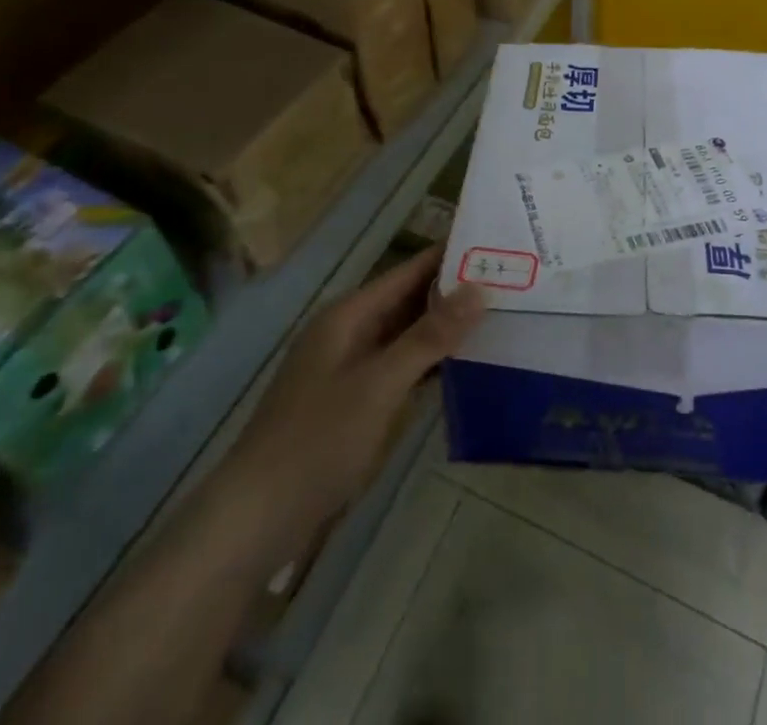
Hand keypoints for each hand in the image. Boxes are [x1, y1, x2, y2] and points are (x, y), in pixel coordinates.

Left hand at [224, 245, 485, 548]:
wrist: (255, 521)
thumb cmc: (317, 441)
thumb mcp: (379, 385)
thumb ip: (429, 336)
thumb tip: (480, 287)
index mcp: (349, 315)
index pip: (409, 272)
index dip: (450, 257)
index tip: (498, 245)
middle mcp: (350, 333)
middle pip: (409, 301)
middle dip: (455, 293)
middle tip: (511, 284)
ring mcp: (351, 370)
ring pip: (407, 336)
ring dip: (445, 330)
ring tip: (500, 318)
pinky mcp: (354, 404)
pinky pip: (401, 369)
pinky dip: (430, 364)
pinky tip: (465, 367)